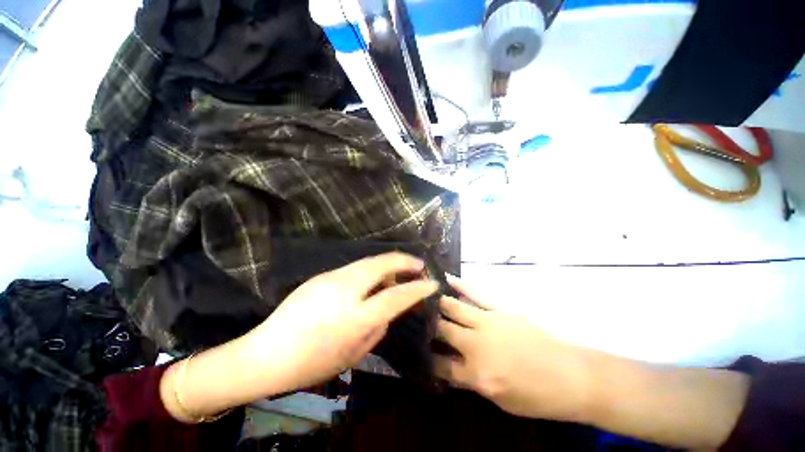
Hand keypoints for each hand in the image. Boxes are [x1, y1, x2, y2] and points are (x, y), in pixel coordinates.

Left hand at [241, 252, 437, 392]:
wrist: (266, 353)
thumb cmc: (311, 364)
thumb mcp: (353, 356)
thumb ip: (377, 330)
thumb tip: (389, 311)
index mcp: (354, 318)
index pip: (396, 296)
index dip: (418, 288)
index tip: (433, 283)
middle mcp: (345, 290)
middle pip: (382, 264)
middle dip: (405, 261)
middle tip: (419, 265)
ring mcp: (331, 278)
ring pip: (369, 261)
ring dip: (389, 263)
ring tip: (399, 271)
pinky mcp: (322, 275)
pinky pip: (355, 267)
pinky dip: (372, 268)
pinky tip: (374, 278)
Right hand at [434, 276, 592, 422]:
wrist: (573, 376)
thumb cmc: (539, 396)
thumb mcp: (502, 402)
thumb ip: (473, 382)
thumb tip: (453, 367)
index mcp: (476, 374)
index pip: (441, 364)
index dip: (428, 358)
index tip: (420, 351)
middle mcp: (476, 345)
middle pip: (443, 330)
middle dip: (428, 326)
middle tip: (417, 318)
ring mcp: (488, 322)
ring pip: (454, 307)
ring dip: (438, 303)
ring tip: (426, 297)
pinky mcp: (500, 309)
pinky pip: (476, 294)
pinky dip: (460, 285)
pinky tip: (447, 278)